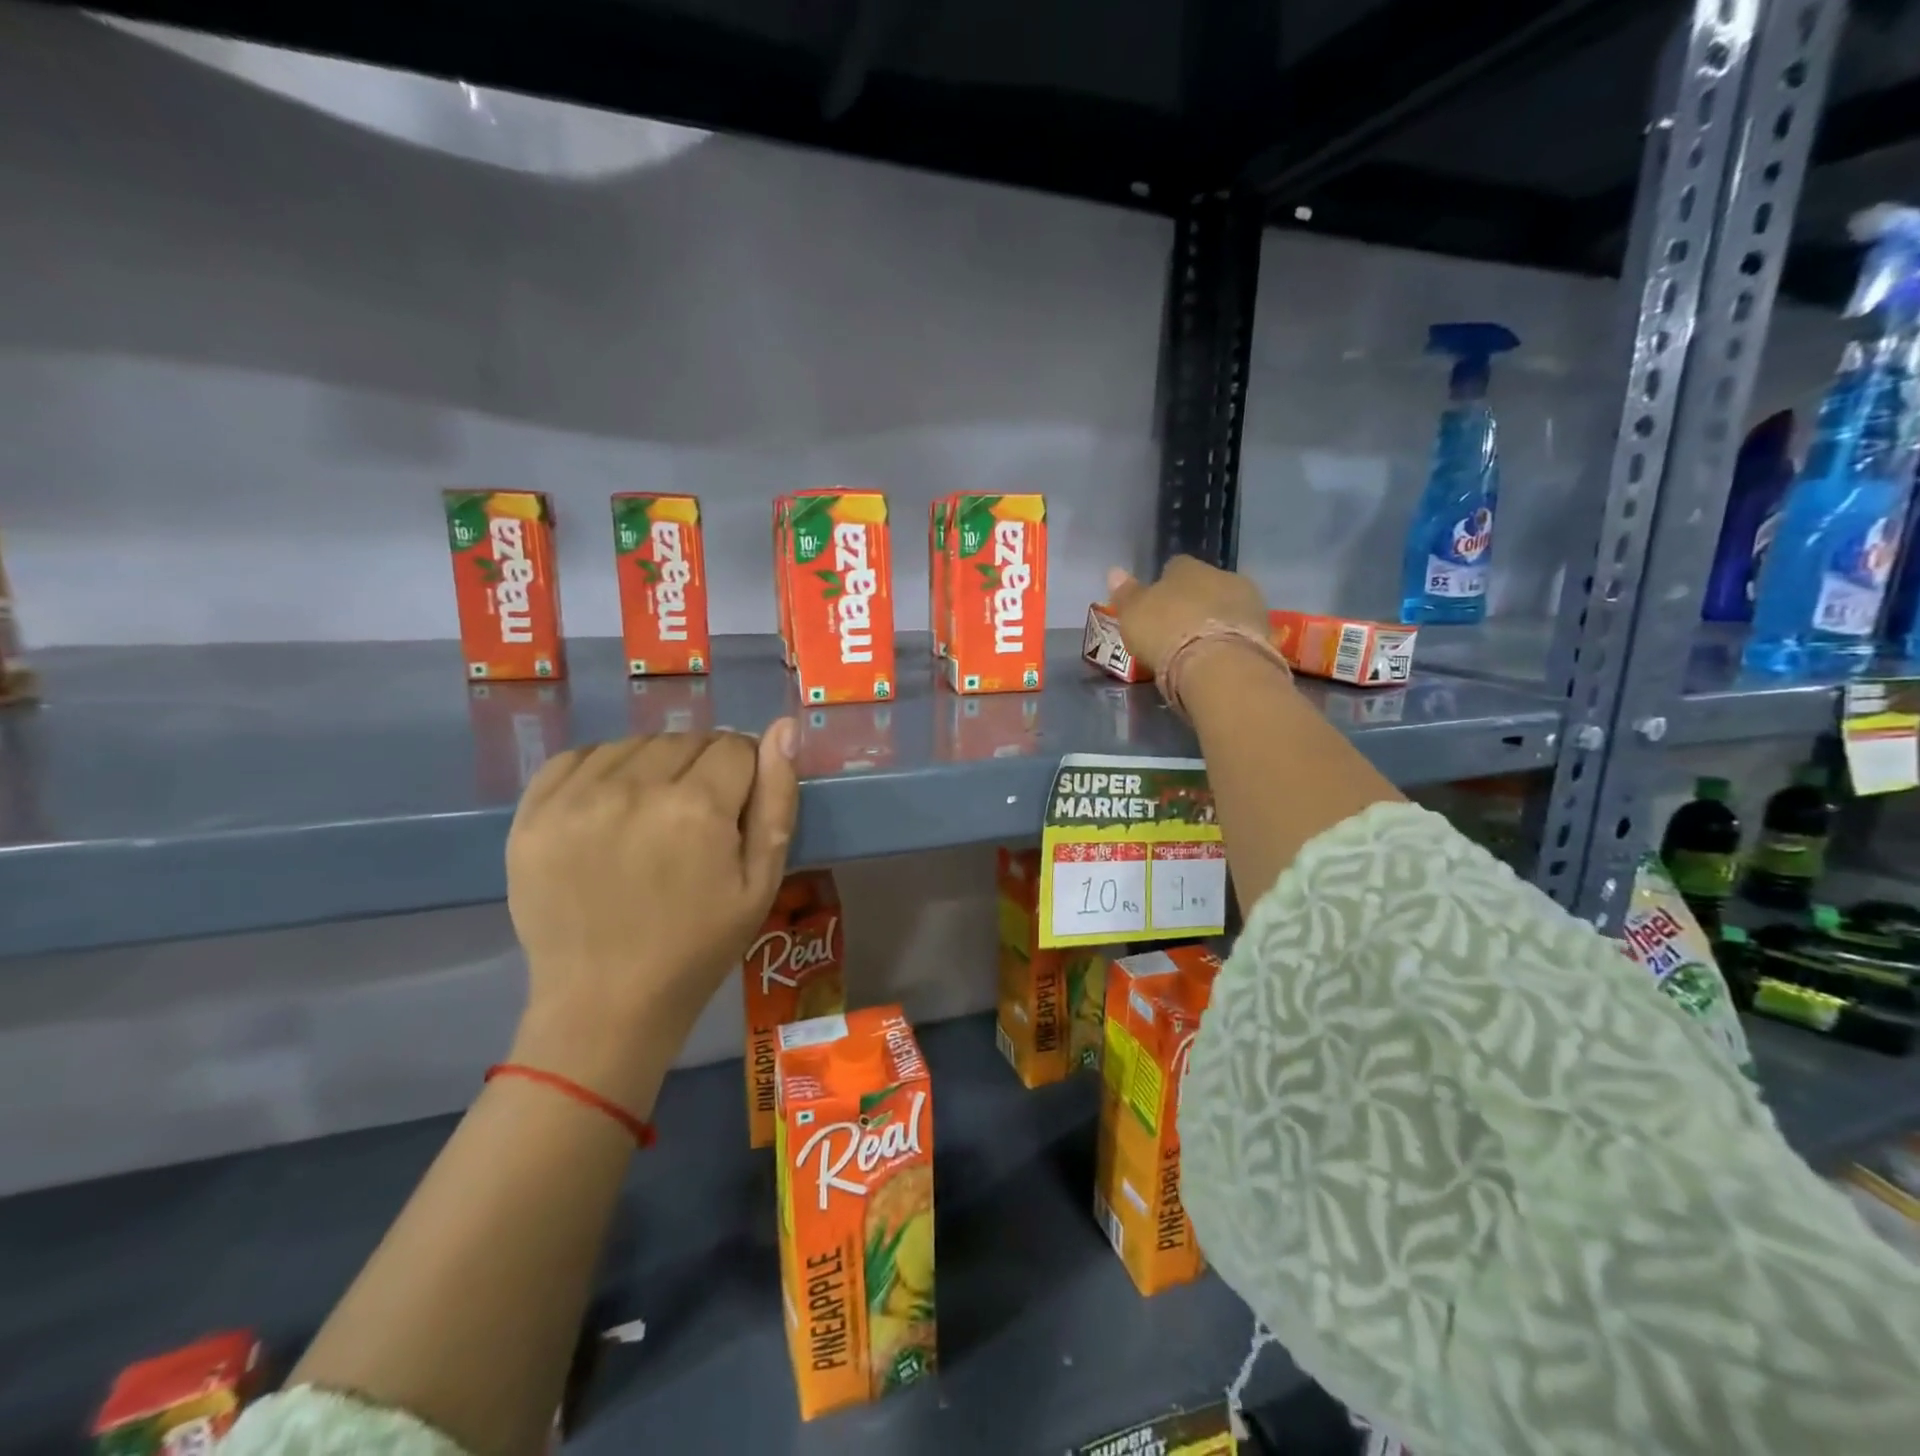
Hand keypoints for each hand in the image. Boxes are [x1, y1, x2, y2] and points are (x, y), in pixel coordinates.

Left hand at [503, 722, 799, 1112]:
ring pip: (636, 744)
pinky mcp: (533, 814)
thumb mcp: (761, 881)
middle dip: (703, 768)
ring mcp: (576, 799)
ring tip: (652, 816)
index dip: (745, 775)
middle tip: (696, 821)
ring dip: (655, 767)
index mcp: (697, 808)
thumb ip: (777, 800)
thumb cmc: (698, 947)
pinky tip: (611, 807)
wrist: (605, 1004)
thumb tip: (784, 728)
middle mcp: (634, 788)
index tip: (735, 812)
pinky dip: (603, 770)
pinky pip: (579, 756)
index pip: (736, 746)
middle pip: (687, 739)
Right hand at [1106, 556, 1267, 677]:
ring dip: (1216, 620)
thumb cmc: (1166, 633)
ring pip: (1227, 606)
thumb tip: (1115, 571)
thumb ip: (1126, 594)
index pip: (1174, 567)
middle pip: (1205, 585)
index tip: (1158, 607)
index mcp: (1186, 567)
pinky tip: (1221, 657)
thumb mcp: (1133, 615)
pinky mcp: (1266, 629)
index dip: (1165, 587)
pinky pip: (1242, 630)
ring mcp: (1248, 601)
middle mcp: (1221, 574)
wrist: (1218, 664)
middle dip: (1195, 603)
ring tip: (1202, 647)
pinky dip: (1232, 640)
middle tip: (1180, 630)